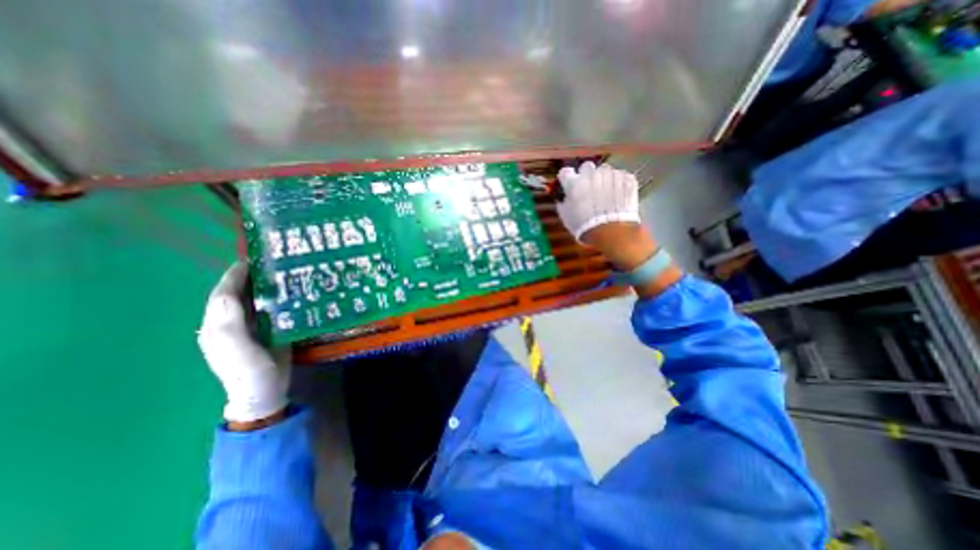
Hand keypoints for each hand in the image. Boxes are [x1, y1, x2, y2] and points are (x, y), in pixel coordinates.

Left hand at [197, 263, 288, 424]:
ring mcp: (249, 326)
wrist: (265, 393)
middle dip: (250, 276)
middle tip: (272, 261)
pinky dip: (276, 296)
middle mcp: (231, 323)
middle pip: (237, 294)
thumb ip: (230, 327)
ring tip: (283, 270)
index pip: (222, 295)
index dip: (233, 276)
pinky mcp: (266, 329)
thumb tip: (226, 295)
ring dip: (264, 284)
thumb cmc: (251, 374)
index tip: (251, 259)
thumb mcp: (240, 353)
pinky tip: (290, 291)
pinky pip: (268, 308)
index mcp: (218, 326)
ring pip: (253, 299)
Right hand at [558, 161, 644, 242]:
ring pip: (605, 171)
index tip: (569, 184)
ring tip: (606, 195)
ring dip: (603, 180)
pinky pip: (620, 177)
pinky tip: (617, 197)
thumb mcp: (566, 216)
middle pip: (586, 167)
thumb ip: (563, 201)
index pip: (565, 172)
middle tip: (589, 189)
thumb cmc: (584, 225)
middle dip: (587, 176)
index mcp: (574, 182)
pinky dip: (618, 185)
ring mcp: (610, 174)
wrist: (611, 231)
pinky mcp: (626, 178)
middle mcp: (591, 174)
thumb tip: (564, 196)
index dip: (567, 179)